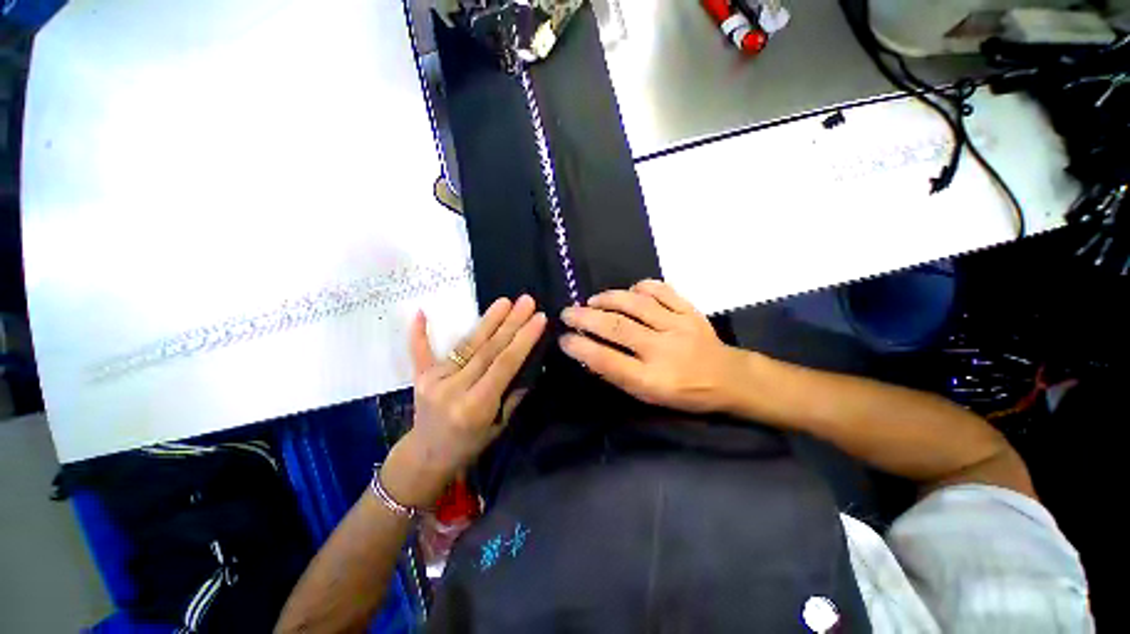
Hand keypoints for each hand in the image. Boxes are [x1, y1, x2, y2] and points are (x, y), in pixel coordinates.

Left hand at [383, 296, 546, 507]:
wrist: (427, 457)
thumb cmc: (470, 445)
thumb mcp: (499, 426)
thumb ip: (514, 393)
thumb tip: (531, 361)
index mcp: (476, 406)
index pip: (504, 364)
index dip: (523, 339)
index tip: (539, 318)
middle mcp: (454, 389)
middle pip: (487, 349)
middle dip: (511, 323)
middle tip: (526, 301)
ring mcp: (433, 380)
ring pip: (466, 345)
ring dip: (487, 321)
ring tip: (505, 301)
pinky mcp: (420, 377)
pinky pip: (420, 351)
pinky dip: (419, 332)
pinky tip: (420, 312)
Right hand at [558, 280, 741, 413]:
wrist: (728, 378)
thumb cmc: (684, 393)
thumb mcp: (649, 396)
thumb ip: (619, 374)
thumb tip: (589, 352)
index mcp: (652, 379)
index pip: (607, 360)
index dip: (581, 348)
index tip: (564, 338)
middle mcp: (663, 350)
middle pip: (617, 328)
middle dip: (585, 318)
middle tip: (568, 312)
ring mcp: (678, 326)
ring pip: (636, 304)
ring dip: (608, 299)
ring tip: (592, 300)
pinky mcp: (690, 311)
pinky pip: (662, 291)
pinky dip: (642, 286)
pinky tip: (630, 289)